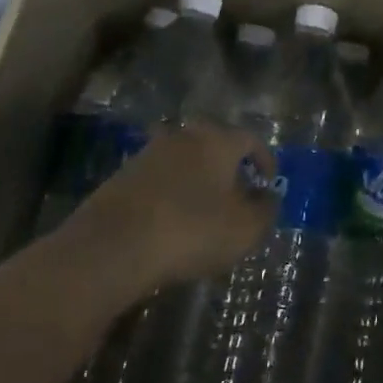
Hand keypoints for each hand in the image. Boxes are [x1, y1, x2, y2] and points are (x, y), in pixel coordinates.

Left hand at [80, 124, 278, 289]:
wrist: (113, 245)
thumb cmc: (192, 230)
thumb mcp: (245, 229)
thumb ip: (265, 210)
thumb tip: (268, 197)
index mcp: (217, 141)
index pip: (250, 139)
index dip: (265, 160)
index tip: (268, 183)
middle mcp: (184, 136)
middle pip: (214, 144)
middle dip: (229, 166)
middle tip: (238, 193)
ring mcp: (149, 153)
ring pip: (184, 160)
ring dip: (198, 179)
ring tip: (205, 210)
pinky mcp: (123, 176)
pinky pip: (159, 178)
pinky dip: (172, 192)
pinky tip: (172, 221)